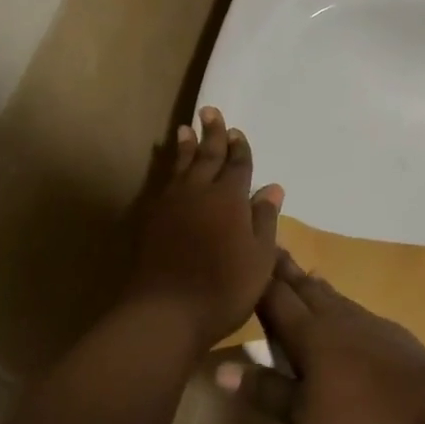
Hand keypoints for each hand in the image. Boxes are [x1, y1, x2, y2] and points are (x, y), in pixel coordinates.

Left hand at [123, 107, 282, 349]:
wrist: (166, 312)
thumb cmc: (224, 288)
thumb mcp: (259, 258)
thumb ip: (264, 220)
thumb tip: (272, 188)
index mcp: (230, 199)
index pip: (238, 166)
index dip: (240, 149)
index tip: (238, 132)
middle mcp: (199, 192)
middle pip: (207, 156)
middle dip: (212, 134)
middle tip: (210, 111)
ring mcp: (172, 205)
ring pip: (181, 166)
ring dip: (186, 146)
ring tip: (186, 128)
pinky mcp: (152, 220)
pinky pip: (164, 183)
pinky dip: (169, 168)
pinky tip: (171, 170)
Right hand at [227, 251, 424, 423]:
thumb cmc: (362, 412)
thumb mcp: (305, 414)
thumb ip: (265, 389)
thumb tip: (218, 369)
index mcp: (308, 332)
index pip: (274, 296)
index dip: (256, 277)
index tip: (242, 251)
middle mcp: (332, 316)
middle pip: (300, 285)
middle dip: (281, 267)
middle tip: (267, 244)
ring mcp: (362, 319)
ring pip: (327, 292)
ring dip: (307, 279)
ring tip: (298, 269)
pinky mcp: (385, 329)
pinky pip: (348, 304)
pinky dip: (333, 296)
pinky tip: (338, 304)